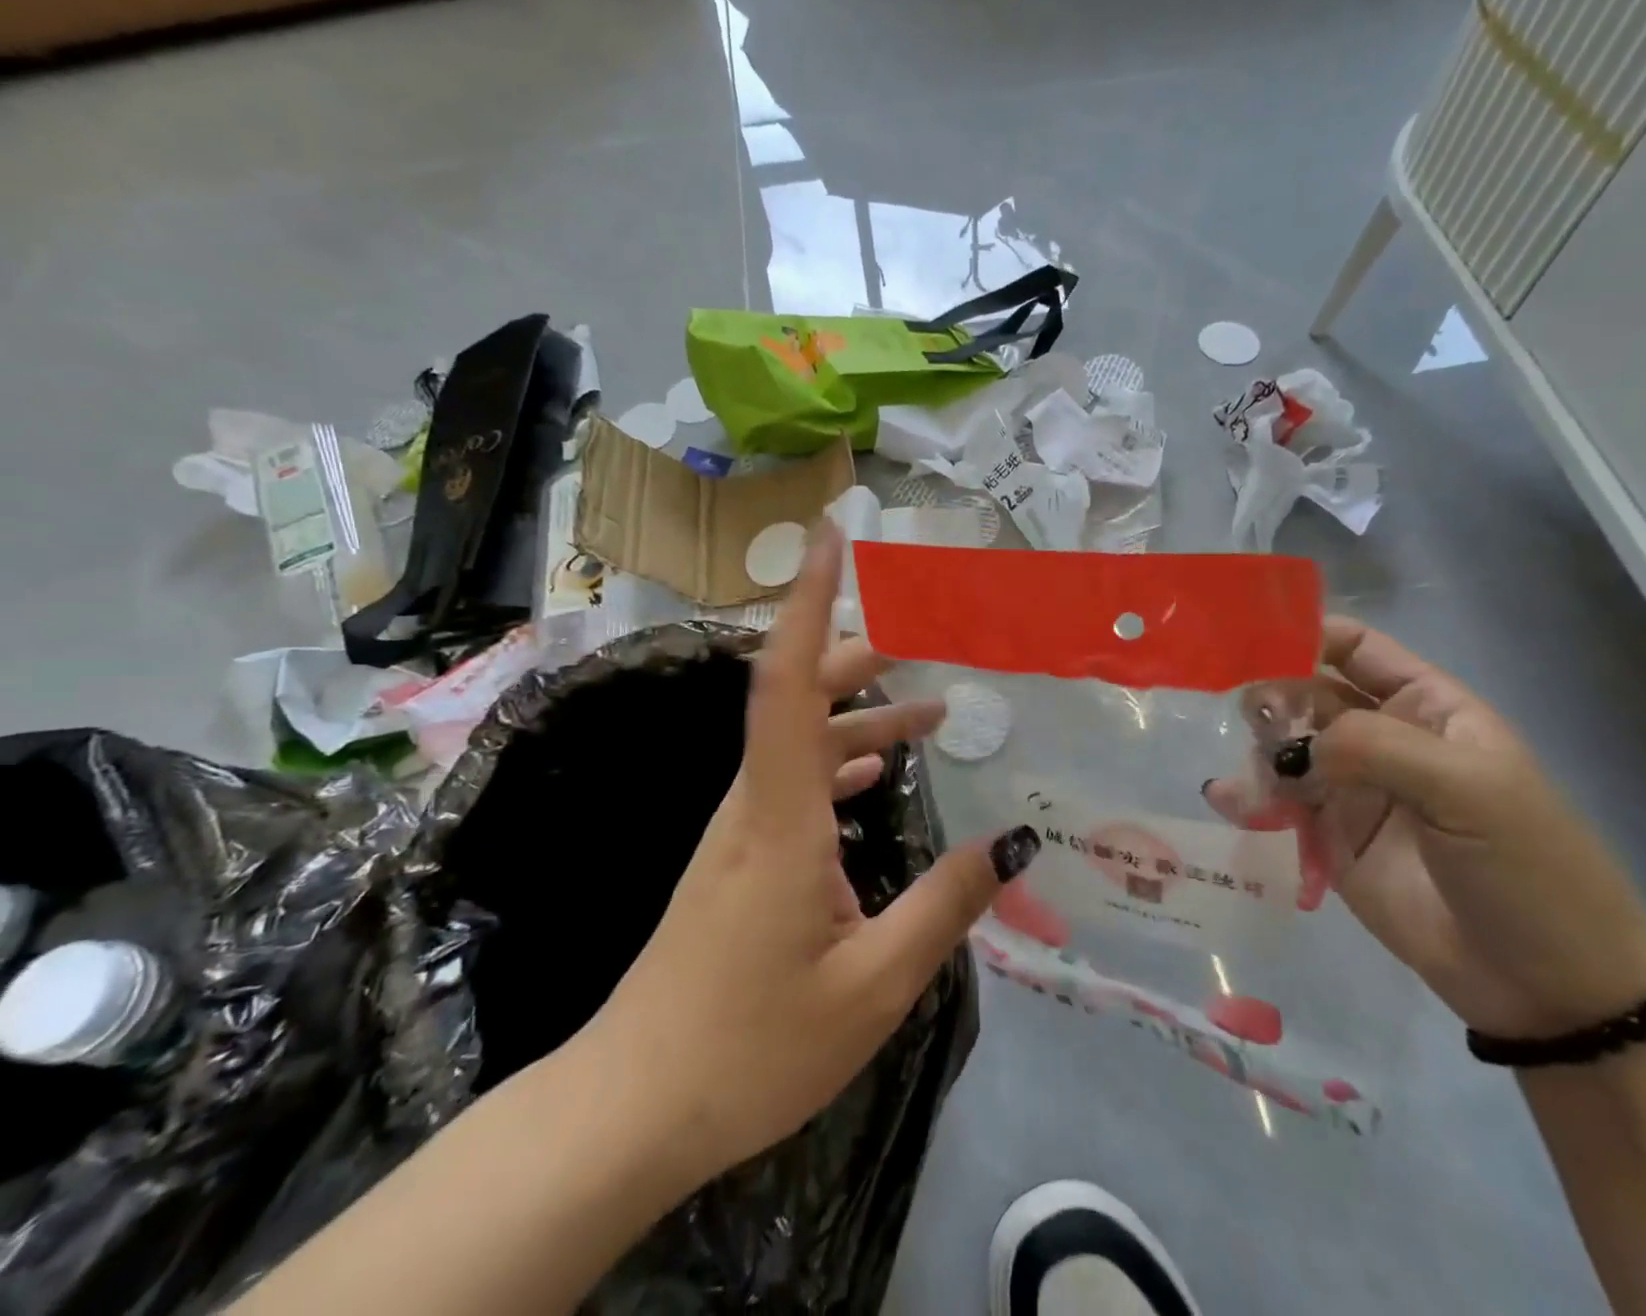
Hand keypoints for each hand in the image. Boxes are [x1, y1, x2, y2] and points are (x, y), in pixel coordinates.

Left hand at [568, 523, 1037, 1185]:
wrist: (631, 1108)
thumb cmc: (750, 1048)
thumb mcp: (873, 987)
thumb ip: (945, 907)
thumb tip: (1012, 842)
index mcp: (781, 816)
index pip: (791, 680)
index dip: (811, 601)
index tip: (831, 538)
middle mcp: (755, 803)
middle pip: (801, 697)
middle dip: (861, 654)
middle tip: (926, 632)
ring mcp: (742, 830)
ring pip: (801, 740)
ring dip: (862, 714)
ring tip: (931, 707)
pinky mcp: (740, 858)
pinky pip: (794, 782)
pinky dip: (840, 761)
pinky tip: (874, 773)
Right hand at [1214, 615, 1645, 1039]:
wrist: (1548, 987)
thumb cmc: (1528, 866)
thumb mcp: (1468, 789)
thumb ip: (1375, 747)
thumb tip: (1290, 746)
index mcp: (1423, 706)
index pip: (1354, 647)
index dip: (1304, 635)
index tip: (1247, 642)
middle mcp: (1380, 737)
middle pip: (1306, 695)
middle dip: (1269, 697)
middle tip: (1239, 716)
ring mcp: (1351, 789)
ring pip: (1284, 748)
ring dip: (1257, 751)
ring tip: (1248, 778)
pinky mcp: (1327, 838)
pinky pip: (1277, 804)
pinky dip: (1247, 798)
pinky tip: (1227, 801)